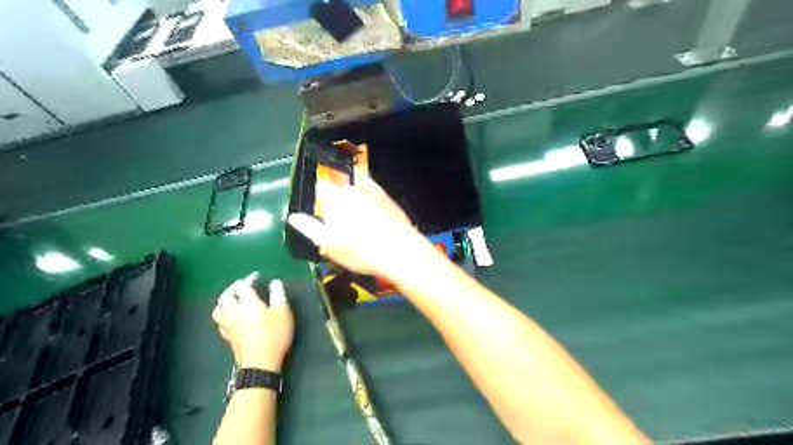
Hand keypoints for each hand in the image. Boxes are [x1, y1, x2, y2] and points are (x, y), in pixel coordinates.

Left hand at [211, 272, 292, 369]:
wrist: (260, 363)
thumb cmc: (274, 334)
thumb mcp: (282, 312)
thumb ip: (278, 294)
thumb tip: (275, 282)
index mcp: (248, 303)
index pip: (244, 287)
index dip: (249, 279)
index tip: (256, 276)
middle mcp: (234, 312)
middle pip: (226, 296)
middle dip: (233, 288)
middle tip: (242, 285)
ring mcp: (229, 326)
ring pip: (219, 309)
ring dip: (224, 301)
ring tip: (232, 299)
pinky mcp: (228, 337)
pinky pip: (220, 322)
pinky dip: (224, 314)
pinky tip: (231, 317)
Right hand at [286, 173, 432, 281]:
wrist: (399, 250)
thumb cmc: (360, 252)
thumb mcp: (330, 245)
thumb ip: (310, 228)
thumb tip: (293, 217)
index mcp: (333, 203)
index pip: (322, 190)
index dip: (323, 199)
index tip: (327, 211)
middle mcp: (350, 191)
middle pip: (339, 191)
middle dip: (340, 201)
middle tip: (346, 222)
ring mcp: (370, 191)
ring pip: (356, 190)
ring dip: (355, 199)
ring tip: (361, 221)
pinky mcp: (385, 195)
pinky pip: (372, 188)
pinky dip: (369, 194)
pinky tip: (372, 209)